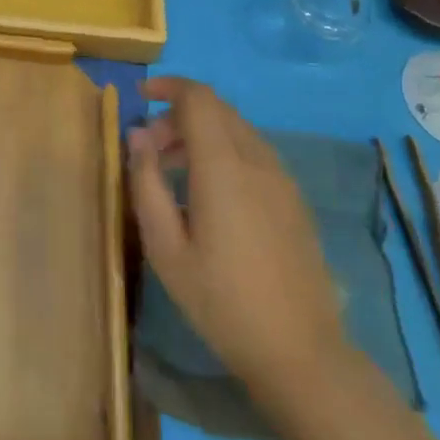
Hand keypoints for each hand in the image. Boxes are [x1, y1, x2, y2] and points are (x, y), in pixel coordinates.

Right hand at [128, 77, 348, 421]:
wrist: (301, 352)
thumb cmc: (222, 300)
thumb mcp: (166, 247)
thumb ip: (147, 183)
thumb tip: (138, 136)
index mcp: (224, 166)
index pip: (198, 98)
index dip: (168, 87)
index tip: (141, 96)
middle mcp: (257, 160)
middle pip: (217, 109)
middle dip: (178, 114)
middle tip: (150, 149)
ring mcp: (282, 179)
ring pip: (236, 129)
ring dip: (201, 133)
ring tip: (173, 171)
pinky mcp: (294, 199)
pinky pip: (253, 153)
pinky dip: (224, 151)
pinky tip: (209, 193)